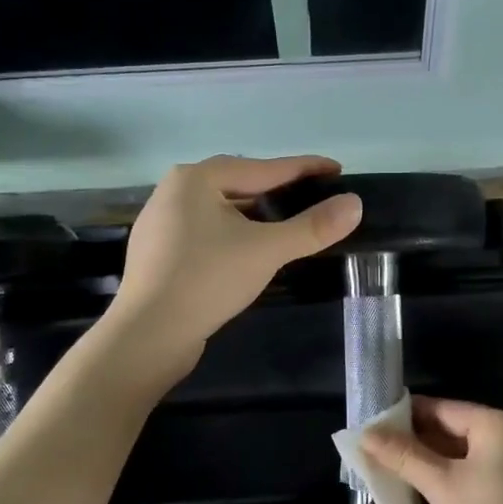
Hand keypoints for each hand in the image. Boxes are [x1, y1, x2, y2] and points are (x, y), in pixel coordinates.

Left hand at [108, 155, 362, 376]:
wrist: (147, 335)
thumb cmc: (207, 280)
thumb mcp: (267, 250)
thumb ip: (312, 226)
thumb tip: (355, 204)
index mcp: (196, 178)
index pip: (263, 168)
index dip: (304, 168)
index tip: (336, 169)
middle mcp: (174, 191)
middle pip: (239, 184)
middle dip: (277, 189)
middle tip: (313, 195)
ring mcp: (162, 222)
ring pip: (221, 209)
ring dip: (255, 213)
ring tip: (286, 221)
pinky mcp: (159, 253)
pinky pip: (206, 231)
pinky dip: (233, 233)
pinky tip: (248, 248)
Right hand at [360, 398, 502, 503]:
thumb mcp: (440, 486)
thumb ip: (403, 455)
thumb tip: (365, 434)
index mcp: (501, 425)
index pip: (445, 408)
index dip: (407, 414)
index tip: (372, 422)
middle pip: (455, 429)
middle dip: (416, 441)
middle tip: (375, 448)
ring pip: (464, 455)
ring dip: (429, 462)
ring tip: (388, 467)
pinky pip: (475, 475)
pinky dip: (449, 479)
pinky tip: (419, 489)